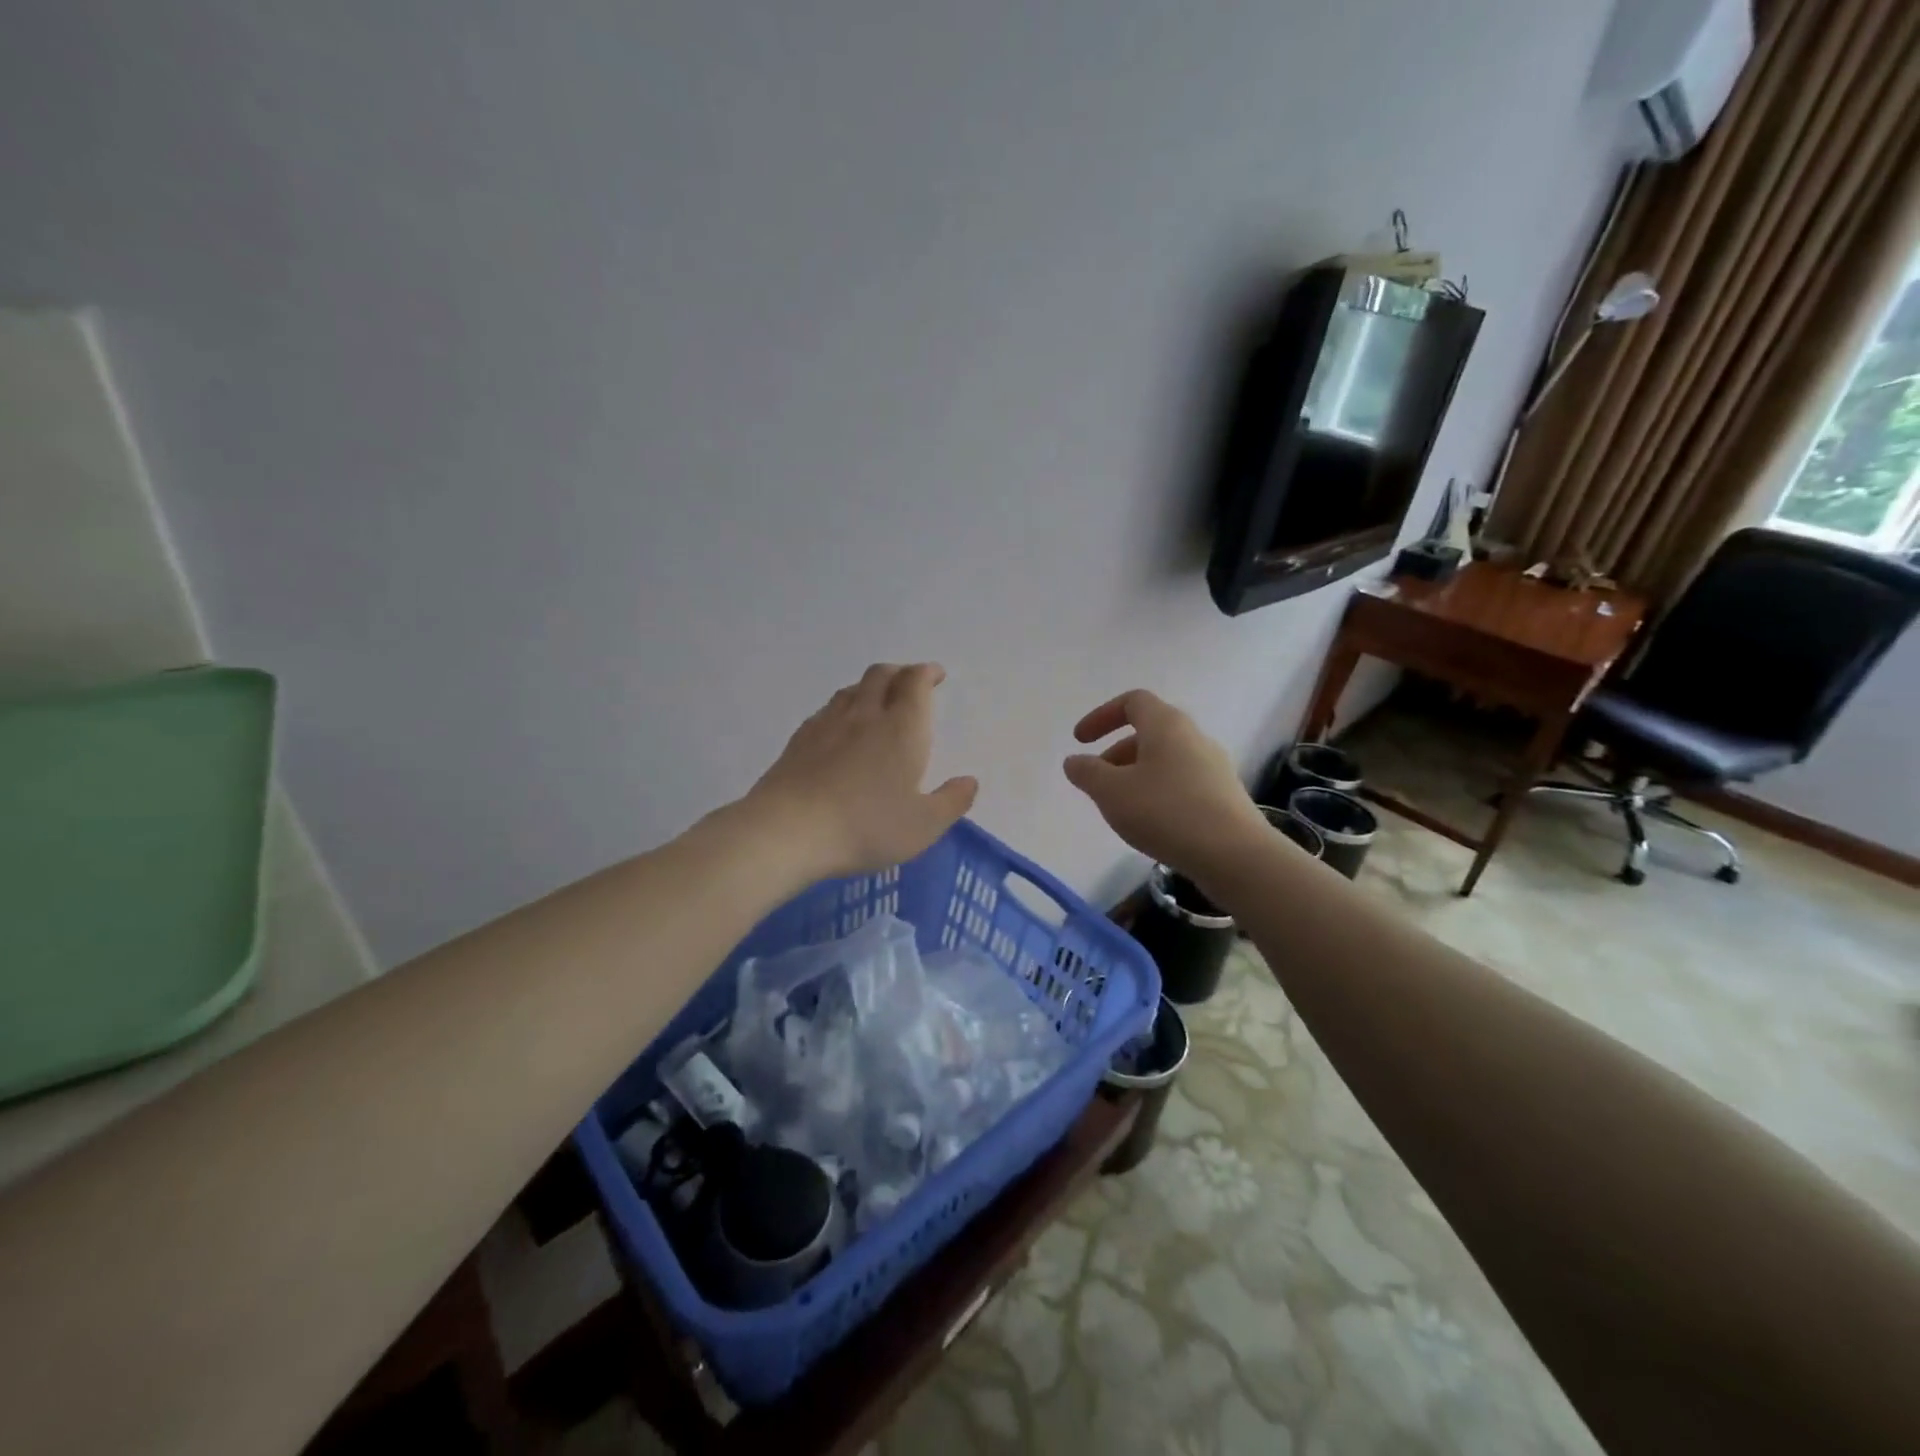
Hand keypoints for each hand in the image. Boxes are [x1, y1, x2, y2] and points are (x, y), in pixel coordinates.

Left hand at [744, 663, 977, 878]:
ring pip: (852, 689)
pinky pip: (827, 710)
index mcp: (902, 728)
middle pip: (882, 675)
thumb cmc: (866, 826)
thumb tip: (969, 781)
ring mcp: (827, 724)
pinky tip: (840, 727)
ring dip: (870, 687)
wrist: (789, 830)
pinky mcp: (799, 740)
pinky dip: (843, 707)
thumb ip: (951, 801)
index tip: (935, 675)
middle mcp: (865, 715)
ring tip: (878, 700)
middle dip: (900, 672)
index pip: (915, 683)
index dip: (926, 673)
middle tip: (910, 682)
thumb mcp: (923, 825)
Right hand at [1063, 689, 1265, 873]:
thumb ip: (1087, 772)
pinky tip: (1151, 823)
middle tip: (1097, 779)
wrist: (1234, 855)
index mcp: (1167, 725)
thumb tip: (1074, 761)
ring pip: (1166, 759)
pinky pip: (1182, 782)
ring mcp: (1214, 766)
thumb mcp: (1112, 792)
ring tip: (1120, 807)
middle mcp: (1194, 737)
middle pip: (1149, 731)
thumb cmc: (1166, 812)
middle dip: (1116, 752)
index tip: (1080, 741)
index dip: (1102, 716)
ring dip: (1136, 774)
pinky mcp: (1224, 795)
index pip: (1133, 701)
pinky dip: (1158, 792)